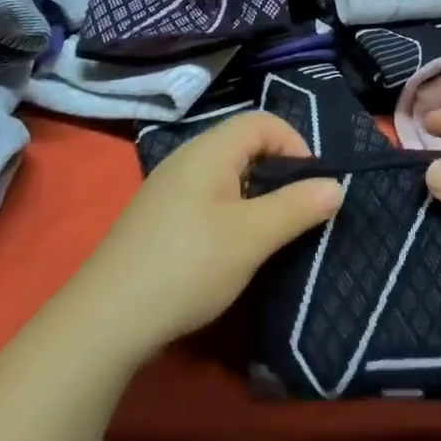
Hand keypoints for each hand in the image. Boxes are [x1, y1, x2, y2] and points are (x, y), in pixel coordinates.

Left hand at [67, 112, 343, 364]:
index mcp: (209, 150)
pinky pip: (207, 197)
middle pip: (245, 144)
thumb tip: (336, 185)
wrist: (105, 319)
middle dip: (279, 172)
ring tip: (270, 234)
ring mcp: (168, 188)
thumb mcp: (251, 237)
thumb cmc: (186, 266)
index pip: (263, 122)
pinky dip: (231, 211)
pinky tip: (231, 249)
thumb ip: (296, 207)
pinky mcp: (159, 217)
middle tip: (298, 212)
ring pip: (227, 174)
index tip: (312, 188)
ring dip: (256, 195)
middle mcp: (187, 158)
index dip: (295, 145)